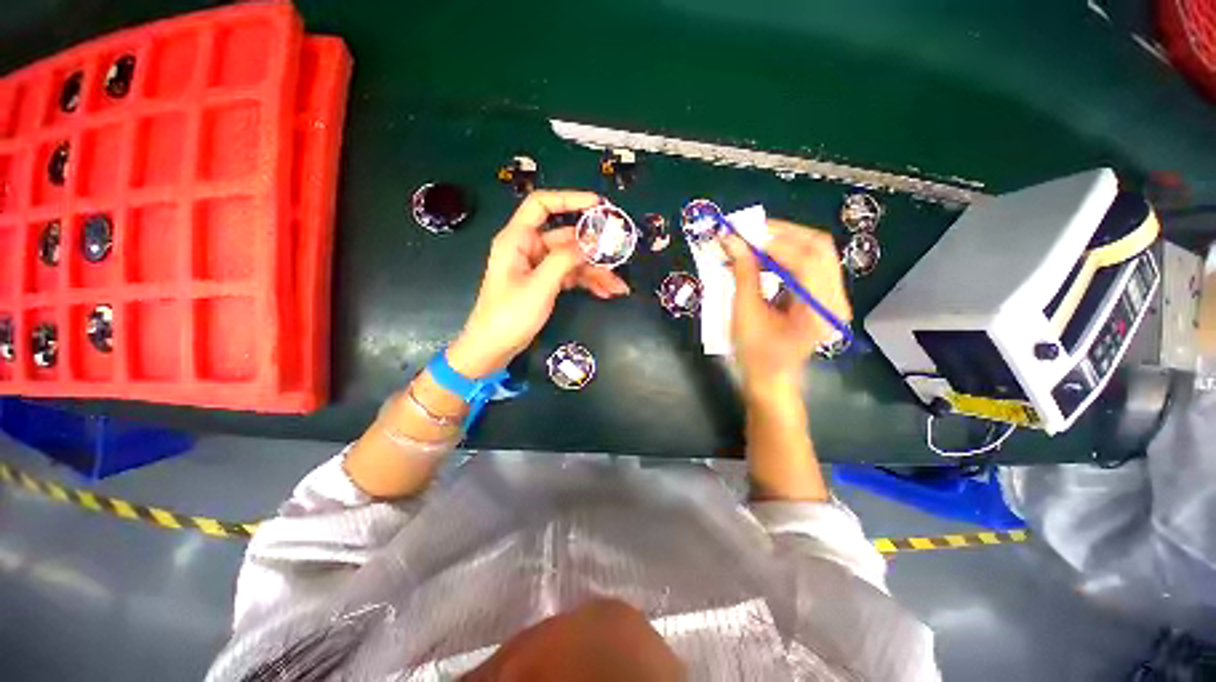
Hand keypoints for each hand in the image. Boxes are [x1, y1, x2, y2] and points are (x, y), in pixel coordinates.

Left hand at [448, 191, 630, 377]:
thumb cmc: (509, 315)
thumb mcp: (539, 286)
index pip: (542, 205)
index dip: (569, 199)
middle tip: (619, 254)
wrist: (493, 348)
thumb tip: (591, 242)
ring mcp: (538, 267)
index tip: (598, 204)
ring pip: (572, 260)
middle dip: (593, 249)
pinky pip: (570, 276)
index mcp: (518, 239)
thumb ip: (564, 260)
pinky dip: (587, 283)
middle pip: (566, 238)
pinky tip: (605, 292)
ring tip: (618, 286)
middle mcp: (528, 248)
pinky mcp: (545, 283)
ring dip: (595, 271)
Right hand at [721, 220, 851, 391]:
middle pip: (817, 248)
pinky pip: (809, 264)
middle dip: (781, 235)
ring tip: (751, 243)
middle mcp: (835, 299)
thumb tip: (732, 241)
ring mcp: (832, 296)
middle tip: (748, 232)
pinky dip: (785, 255)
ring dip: (782, 243)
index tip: (741, 232)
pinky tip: (762, 257)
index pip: (805, 260)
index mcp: (819, 311)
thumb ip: (743, 274)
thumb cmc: (755, 355)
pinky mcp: (823, 295)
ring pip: (815, 252)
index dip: (772, 242)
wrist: (770, 379)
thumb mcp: (744, 314)